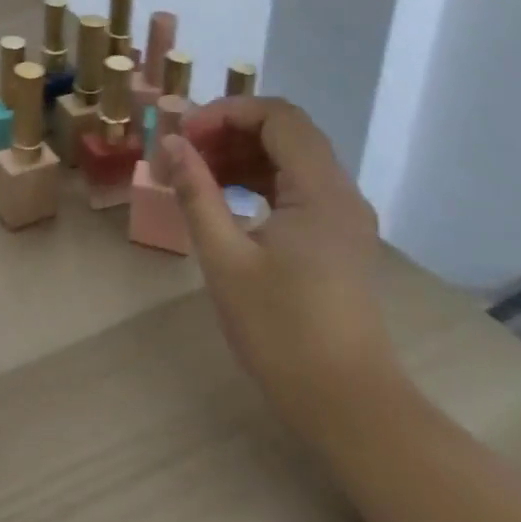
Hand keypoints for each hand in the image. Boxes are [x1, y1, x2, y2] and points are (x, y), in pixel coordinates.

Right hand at [161, 96, 399, 437]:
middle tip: (184, 154)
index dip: (226, 113)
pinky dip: (258, 180)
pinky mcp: (337, 240)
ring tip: (196, 175)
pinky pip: (296, 186)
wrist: (349, 408)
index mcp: (320, 191)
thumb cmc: (282, 332)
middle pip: (285, 132)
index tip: (184, 136)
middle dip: (229, 131)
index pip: (277, 116)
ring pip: (290, 158)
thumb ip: (196, 192)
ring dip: (241, 154)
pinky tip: (226, 200)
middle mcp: (340, 193)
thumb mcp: (225, 258)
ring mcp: (343, 218)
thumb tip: (171, 142)